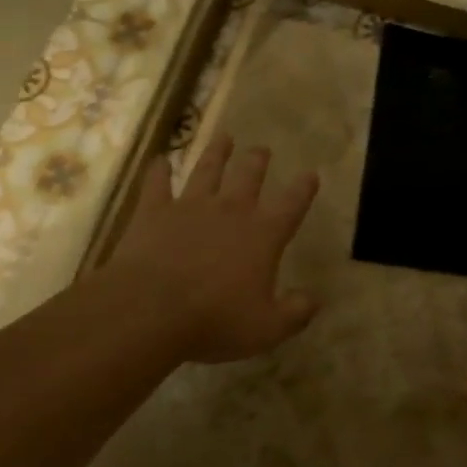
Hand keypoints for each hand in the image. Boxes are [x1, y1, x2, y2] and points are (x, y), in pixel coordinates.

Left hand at [106, 135, 320, 363]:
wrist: (151, 309)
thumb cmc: (215, 320)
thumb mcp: (267, 328)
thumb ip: (295, 313)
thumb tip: (314, 300)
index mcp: (262, 234)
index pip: (291, 204)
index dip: (304, 188)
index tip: (311, 173)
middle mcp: (230, 210)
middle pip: (248, 176)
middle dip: (257, 160)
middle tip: (262, 149)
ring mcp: (190, 206)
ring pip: (207, 170)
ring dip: (216, 153)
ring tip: (224, 137)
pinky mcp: (154, 211)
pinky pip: (157, 184)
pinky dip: (159, 171)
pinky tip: (160, 160)